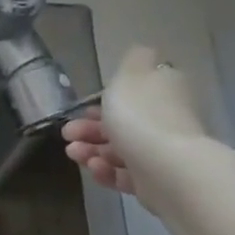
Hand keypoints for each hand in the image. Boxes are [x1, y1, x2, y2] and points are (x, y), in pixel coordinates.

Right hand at [62, 46, 208, 209]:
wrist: (166, 168)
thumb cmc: (141, 115)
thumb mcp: (130, 73)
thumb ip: (133, 59)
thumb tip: (142, 54)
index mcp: (163, 89)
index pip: (133, 92)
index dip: (103, 100)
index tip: (80, 108)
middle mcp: (165, 119)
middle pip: (122, 122)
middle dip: (90, 128)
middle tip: (68, 134)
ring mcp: (162, 152)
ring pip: (120, 149)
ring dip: (92, 150)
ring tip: (74, 154)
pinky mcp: (155, 181)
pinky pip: (126, 174)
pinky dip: (107, 171)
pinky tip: (94, 168)